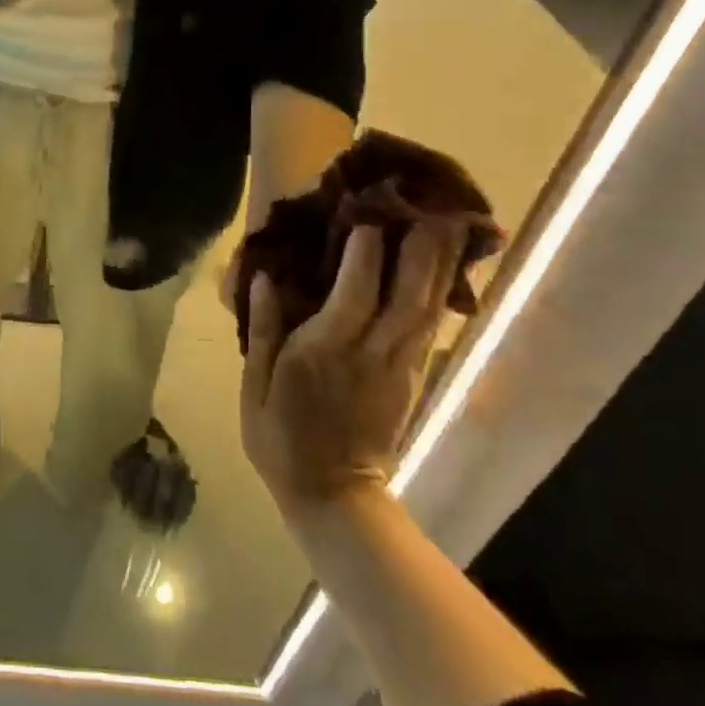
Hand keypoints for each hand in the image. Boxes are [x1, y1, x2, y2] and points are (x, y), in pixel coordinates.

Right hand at [240, 222, 463, 514]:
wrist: (333, 496)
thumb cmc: (281, 436)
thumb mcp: (256, 385)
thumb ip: (262, 330)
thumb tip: (266, 277)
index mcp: (327, 351)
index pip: (355, 292)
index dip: (366, 253)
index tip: (369, 215)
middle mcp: (371, 353)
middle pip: (408, 296)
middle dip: (422, 252)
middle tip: (431, 210)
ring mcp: (399, 367)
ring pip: (427, 311)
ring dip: (440, 269)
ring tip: (448, 229)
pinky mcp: (412, 380)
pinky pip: (429, 330)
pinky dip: (439, 298)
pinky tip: (443, 276)